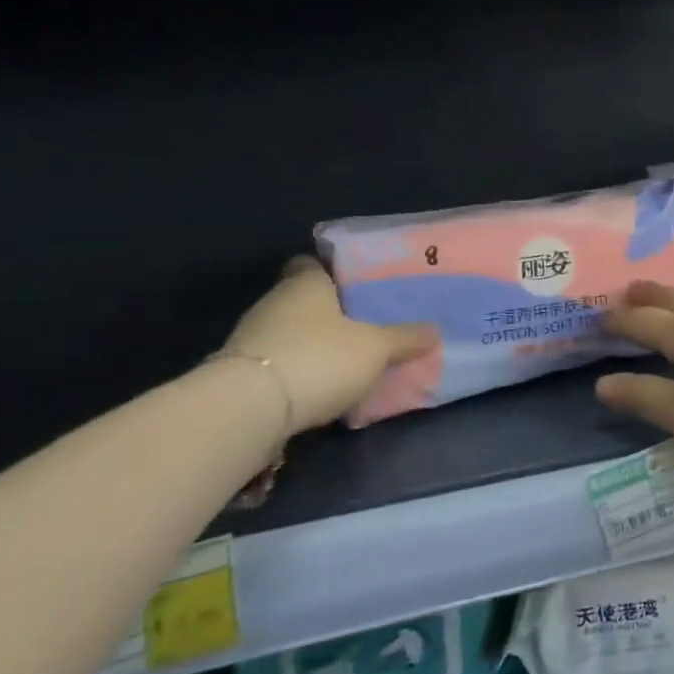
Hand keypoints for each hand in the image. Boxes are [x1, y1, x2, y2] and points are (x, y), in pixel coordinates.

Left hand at [222, 258, 435, 439]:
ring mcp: (251, 339)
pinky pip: (277, 365)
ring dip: (311, 346)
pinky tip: (319, 390)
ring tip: (347, 362)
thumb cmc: (319, 358)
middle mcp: (274, 303)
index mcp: (305, 284)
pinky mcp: (239, 375)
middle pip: (302, 301)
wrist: (247, 410)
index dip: (331, 271)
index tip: (354, 285)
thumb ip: (405, 338)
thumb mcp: (377, 348)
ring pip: (289, 334)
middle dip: (328, 313)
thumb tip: (435, 330)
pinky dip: (296, 373)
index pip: (311, 264)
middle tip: (364, 326)